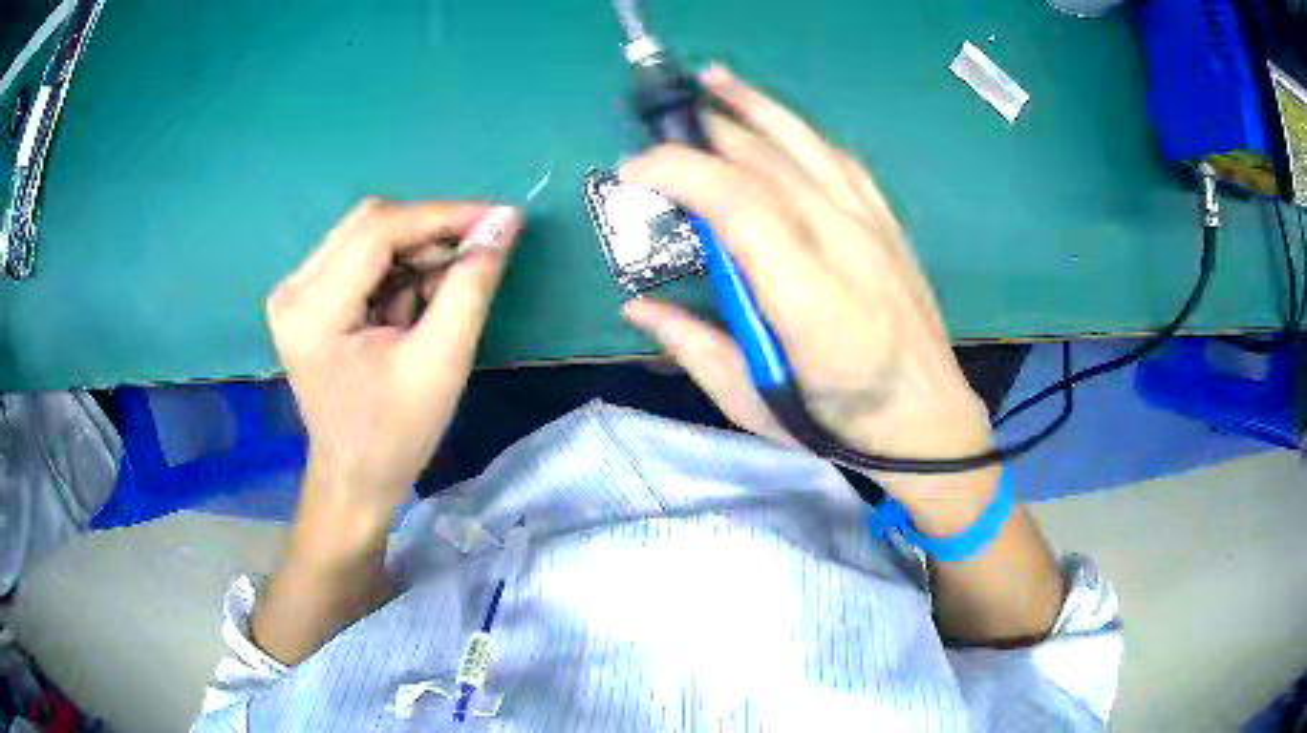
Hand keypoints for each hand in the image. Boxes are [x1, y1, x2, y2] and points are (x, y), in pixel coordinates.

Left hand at [267, 199, 521, 529]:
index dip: (443, 215)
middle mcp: (294, 288)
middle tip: (479, 252)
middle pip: (370, 223)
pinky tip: (421, 300)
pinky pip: (361, 259)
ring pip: (368, 236)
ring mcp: (296, 291)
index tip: (501, 219)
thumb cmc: (395, 434)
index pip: (378, 229)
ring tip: (450, 288)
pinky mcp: (306, 299)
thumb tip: (505, 221)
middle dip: (431, 232)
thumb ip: (472, 284)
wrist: (355, 479)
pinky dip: (400, 269)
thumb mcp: (442, 360)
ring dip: (417, 251)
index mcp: (313, 308)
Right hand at [621, 66, 994, 521]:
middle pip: (768, 164)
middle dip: (704, 134)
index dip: (681, 171)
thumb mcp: (754, 407)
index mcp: (810, 301)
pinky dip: (801, 131)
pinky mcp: (888, 225)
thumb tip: (637, 305)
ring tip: (713, 79)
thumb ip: (694, 348)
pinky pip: (840, 161)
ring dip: (756, 106)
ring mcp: (874, 229)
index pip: (740, 204)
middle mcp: (846, 248)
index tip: (633, 170)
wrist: (929, 421)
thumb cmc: (840, 424)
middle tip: (656, 127)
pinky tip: (777, 118)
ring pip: (807, 146)